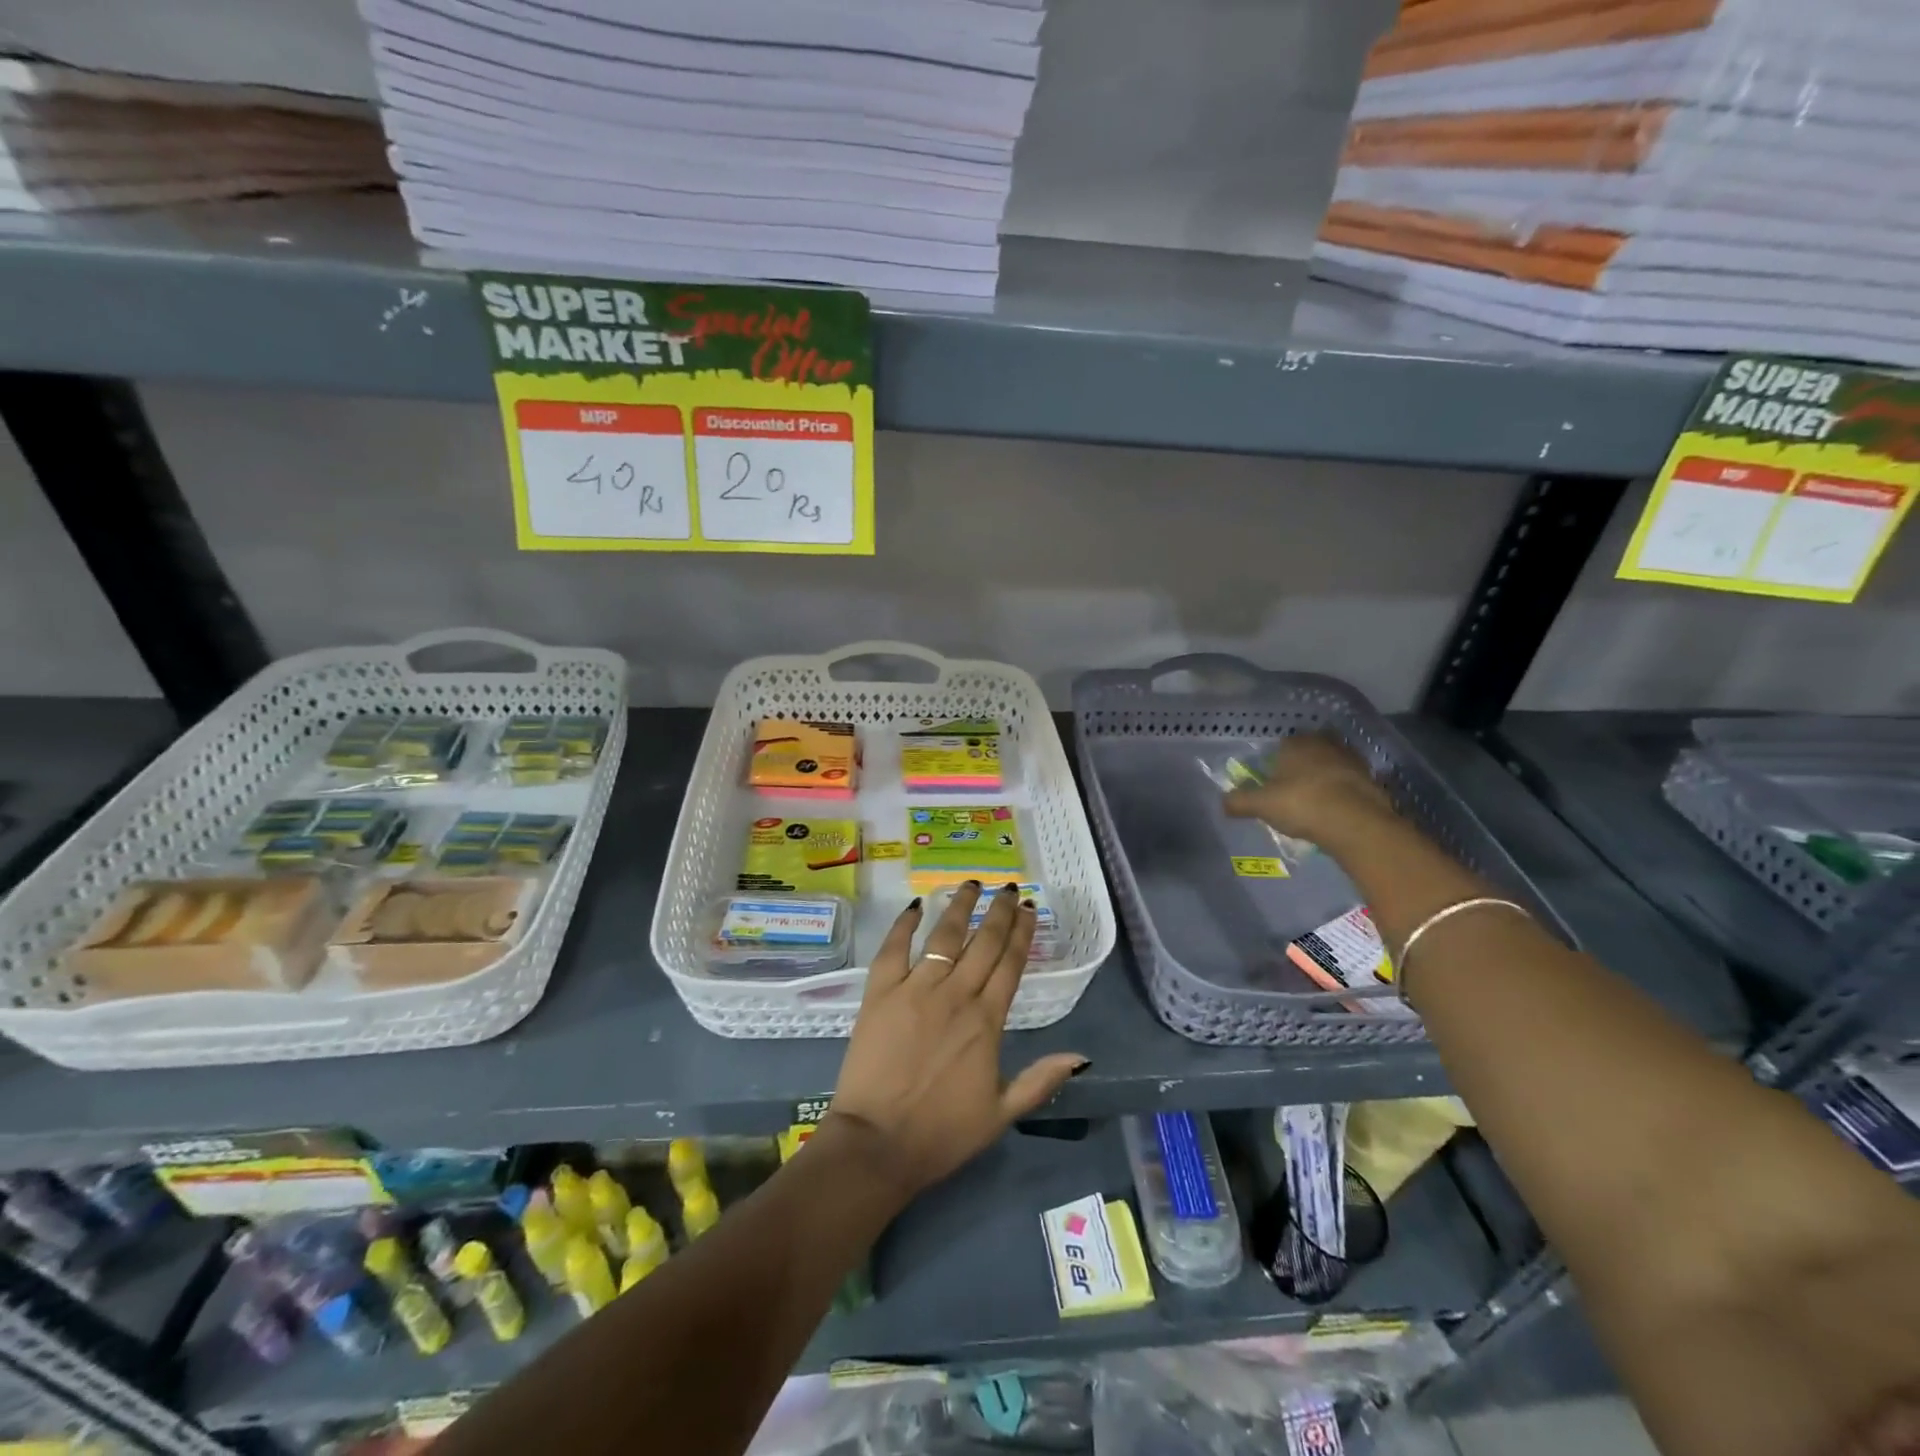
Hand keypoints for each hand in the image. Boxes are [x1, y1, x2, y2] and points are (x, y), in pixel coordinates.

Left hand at [828, 883, 1088, 1200]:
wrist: (878, 1144)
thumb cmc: (942, 1133)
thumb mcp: (1001, 1113)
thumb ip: (1041, 1080)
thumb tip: (1082, 1057)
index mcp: (986, 1021)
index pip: (1010, 964)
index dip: (1022, 933)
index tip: (1029, 909)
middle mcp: (955, 994)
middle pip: (983, 942)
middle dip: (999, 911)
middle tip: (1008, 888)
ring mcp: (915, 989)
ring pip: (944, 935)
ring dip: (960, 907)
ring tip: (971, 884)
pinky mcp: (880, 993)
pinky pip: (893, 949)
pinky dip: (904, 924)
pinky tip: (916, 906)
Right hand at [1222, 731, 1394, 838]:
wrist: (1355, 822)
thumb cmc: (1302, 804)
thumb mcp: (1261, 805)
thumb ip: (1239, 802)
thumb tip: (1222, 802)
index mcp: (1295, 744)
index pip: (1282, 744)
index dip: (1276, 761)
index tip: (1273, 779)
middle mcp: (1324, 744)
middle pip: (1310, 750)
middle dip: (1303, 764)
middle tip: (1294, 786)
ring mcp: (1351, 760)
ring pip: (1332, 763)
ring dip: (1325, 776)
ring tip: (1315, 799)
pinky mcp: (1371, 779)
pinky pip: (1350, 781)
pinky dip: (1343, 790)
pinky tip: (1336, 808)